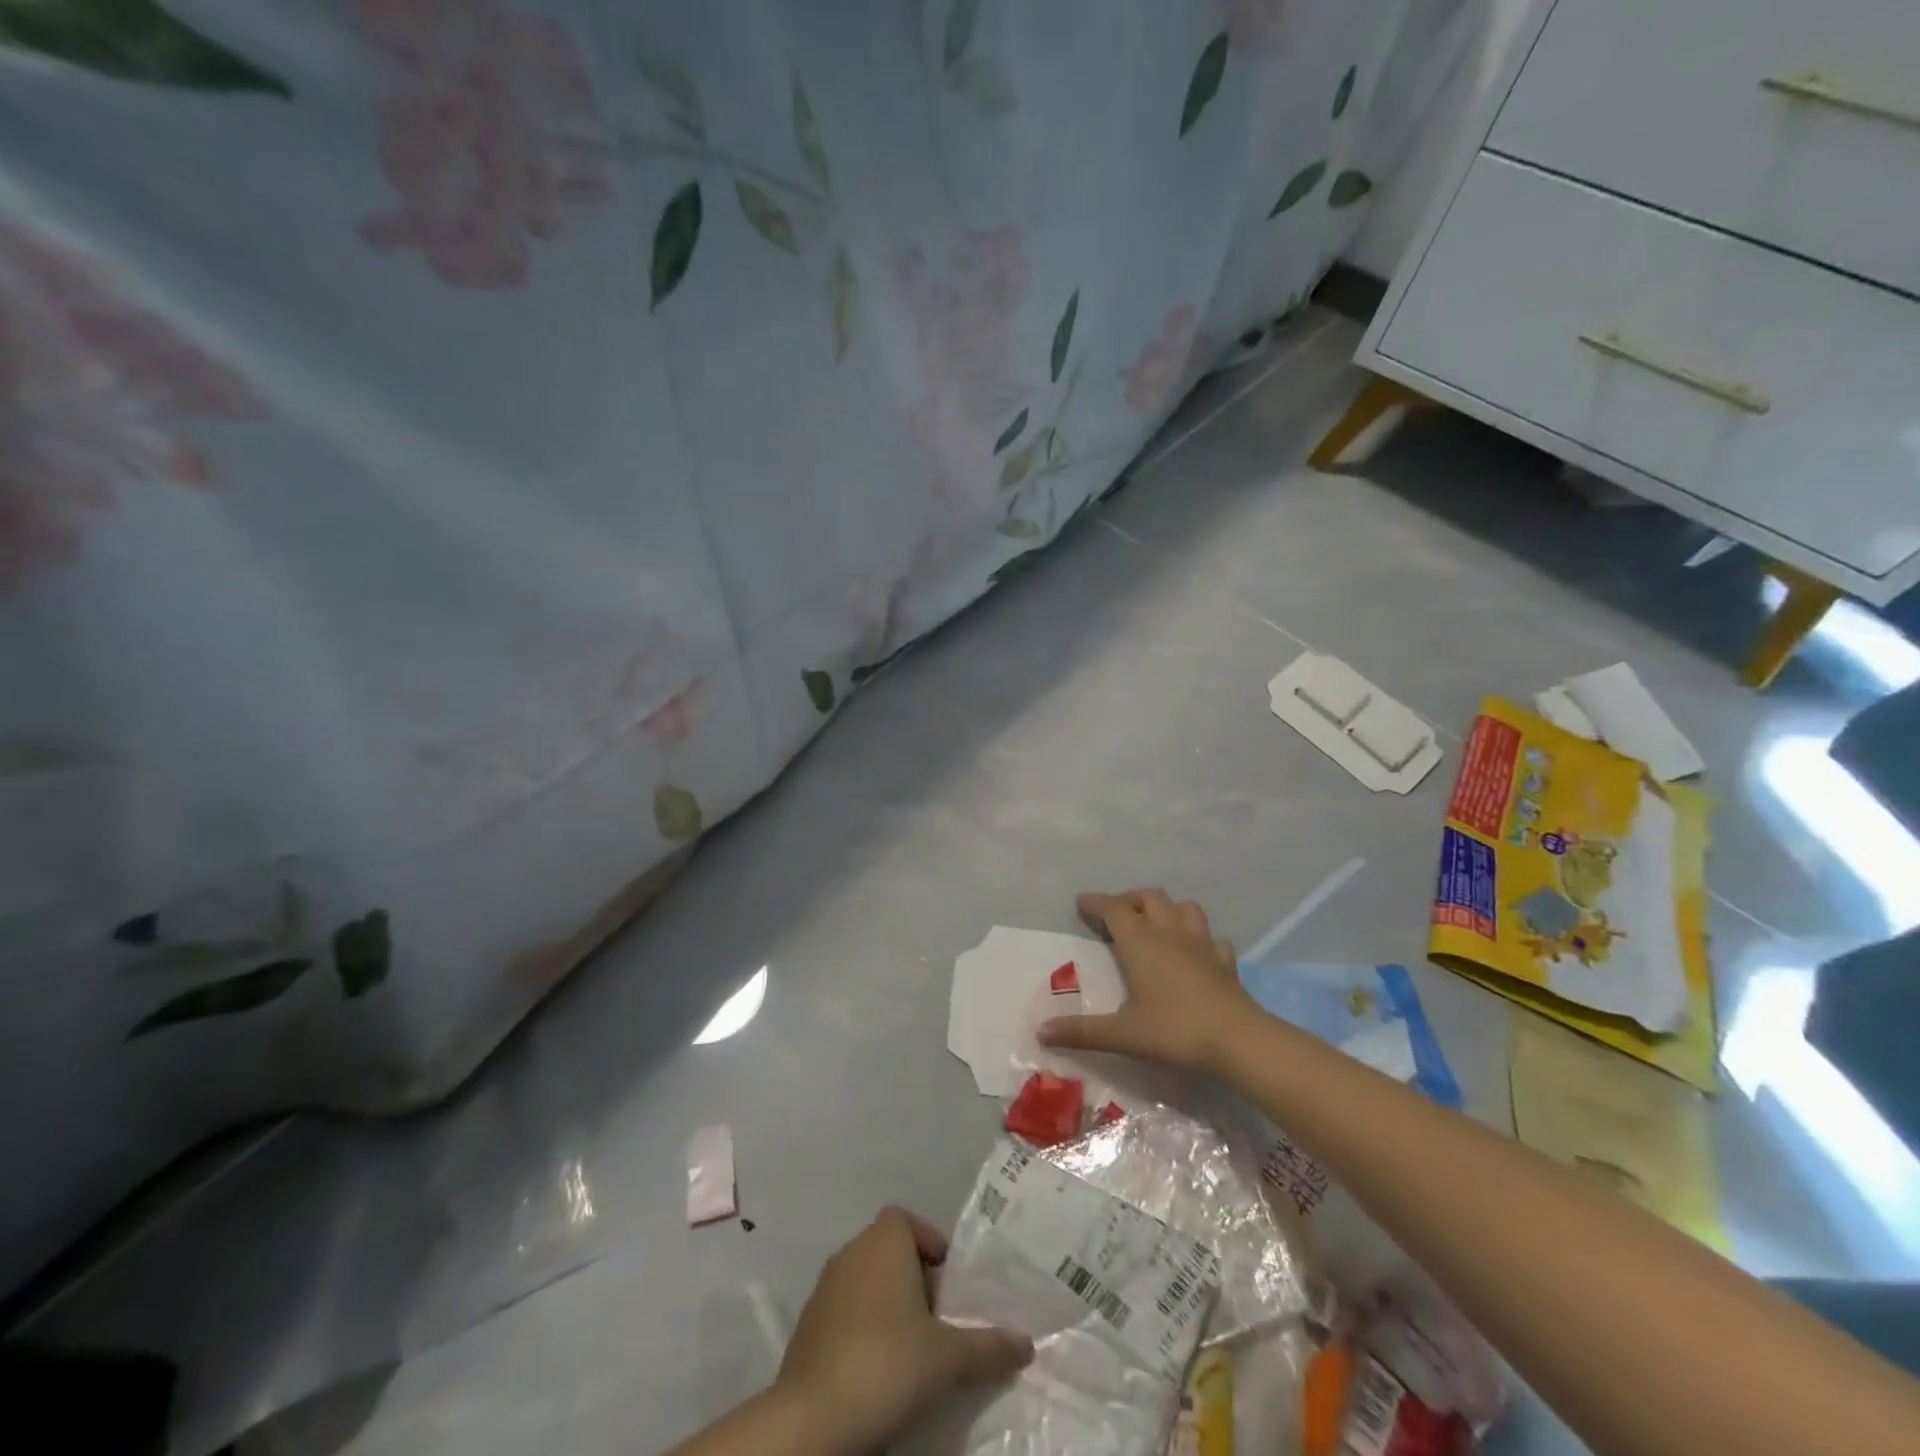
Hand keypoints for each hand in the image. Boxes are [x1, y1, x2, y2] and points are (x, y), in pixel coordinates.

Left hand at [775, 1207, 1031, 1454]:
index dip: (929, 1243)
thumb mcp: (948, 1357)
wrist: (812, 1418)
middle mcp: (851, 1251)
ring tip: (912, 1349)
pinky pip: (844, 1311)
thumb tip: (1027, 1344)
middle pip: (888, 1250)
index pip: (906, 1219)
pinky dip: (863, 1328)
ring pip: (865, 1281)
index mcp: (883, 1241)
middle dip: (914, 1279)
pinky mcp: (807, 1325)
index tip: (947, 1283)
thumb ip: (988, 1346)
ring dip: (888, 1305)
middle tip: (938, 1321)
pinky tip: (878, 1369)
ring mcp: (824, 1287)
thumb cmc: (886, 1362)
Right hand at [1038, 888, 1258, 1073]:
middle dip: (1130, 899)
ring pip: (1184, 907)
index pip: (1114, 908)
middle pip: (1149, 897)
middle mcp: (1169, 933)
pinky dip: (1198, 938)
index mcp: (1140, 942)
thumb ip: (1081, 1032)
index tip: (1081, 903)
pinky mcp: (1224, 960)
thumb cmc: (1174, 1030)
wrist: (1237, 1039)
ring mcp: (1201, 943)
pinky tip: (1194, 953)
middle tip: (1116, 916)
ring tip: (1155, 924)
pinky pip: (1211, 938)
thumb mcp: (1122, 1034)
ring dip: (1166, 909)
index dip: (1096, 902)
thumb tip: (1041, 1032)